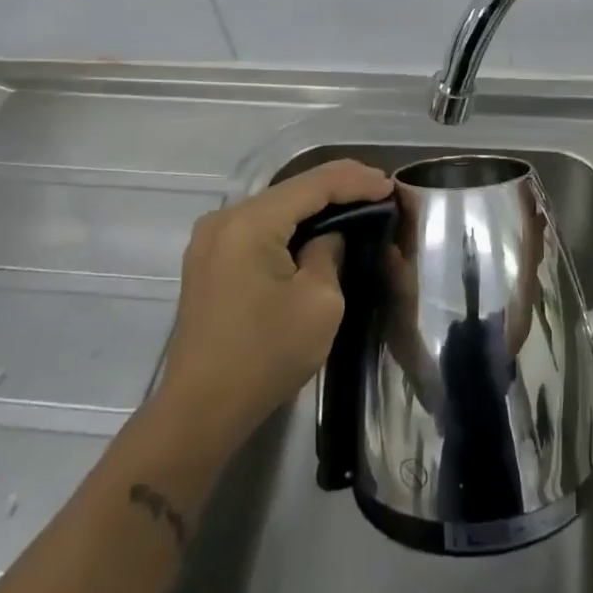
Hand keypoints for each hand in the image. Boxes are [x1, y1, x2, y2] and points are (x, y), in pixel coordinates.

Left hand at [151, 158, 392, 454]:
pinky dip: (293, 223)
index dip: (356, 181)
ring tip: (359, 201)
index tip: (391, 186)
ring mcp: (212, 239)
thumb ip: (330, 252)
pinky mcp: (211, 259)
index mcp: (250, 223)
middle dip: (338, 186)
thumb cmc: (266, 356)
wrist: (200, 411)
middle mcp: (225, 219)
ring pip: (277, 205)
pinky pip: (261, 226)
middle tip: (380, 190)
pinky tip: (320, 226)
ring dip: (316, 203)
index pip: (313, 185)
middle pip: (292, 189)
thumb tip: (330, 237)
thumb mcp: (319, 302)